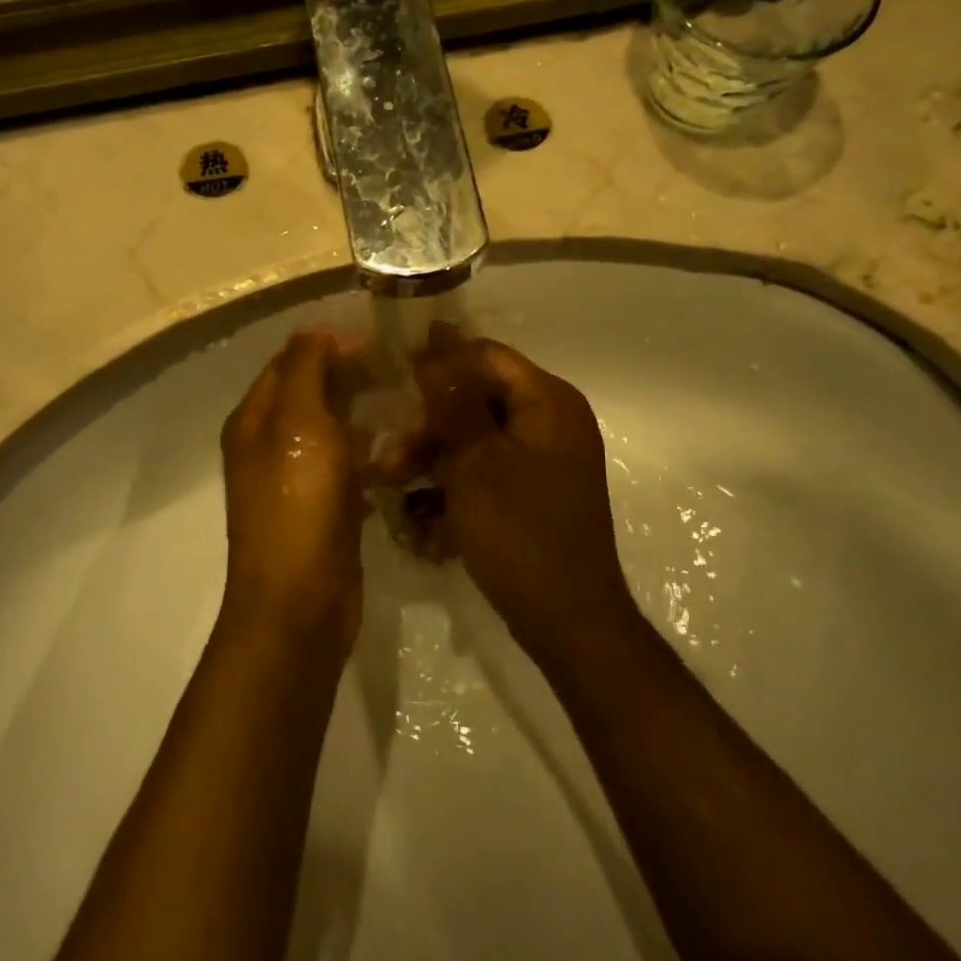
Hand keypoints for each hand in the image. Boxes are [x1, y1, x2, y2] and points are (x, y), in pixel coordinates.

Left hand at [220, 329, 371, 639]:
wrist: (299, 604)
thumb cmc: (298, 504)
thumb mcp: (300, 423)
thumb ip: (306, 369)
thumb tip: (315, 329)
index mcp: (254, 419)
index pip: (290, 361)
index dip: (330, 345)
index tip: (378, 344)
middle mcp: (268, 443)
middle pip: (311, 392)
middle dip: (352, 377)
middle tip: (400, 372)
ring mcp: (293, 479)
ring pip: (332, 429)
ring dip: (364, 414)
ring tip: (407, 405)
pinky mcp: (320, 508)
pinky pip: (345, 465)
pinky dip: (367, 453)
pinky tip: (396, 453)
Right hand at [412, 324, 640, 664]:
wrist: (570, 623)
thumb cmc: (521, 533)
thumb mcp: (476, 462)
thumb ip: (453, 401)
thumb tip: (437, 337)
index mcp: (547, 401)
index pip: (485, 356)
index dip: (438, 361)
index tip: (393, 378)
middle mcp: (550, 421)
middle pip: (477, 399)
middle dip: (428, 426)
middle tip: (390, 456)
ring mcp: (543, 459)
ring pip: (475, 438)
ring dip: (433, 458)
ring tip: (394, 486)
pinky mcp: (532, 492)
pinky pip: (486, 470)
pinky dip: (455, 486)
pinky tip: (423, 517)